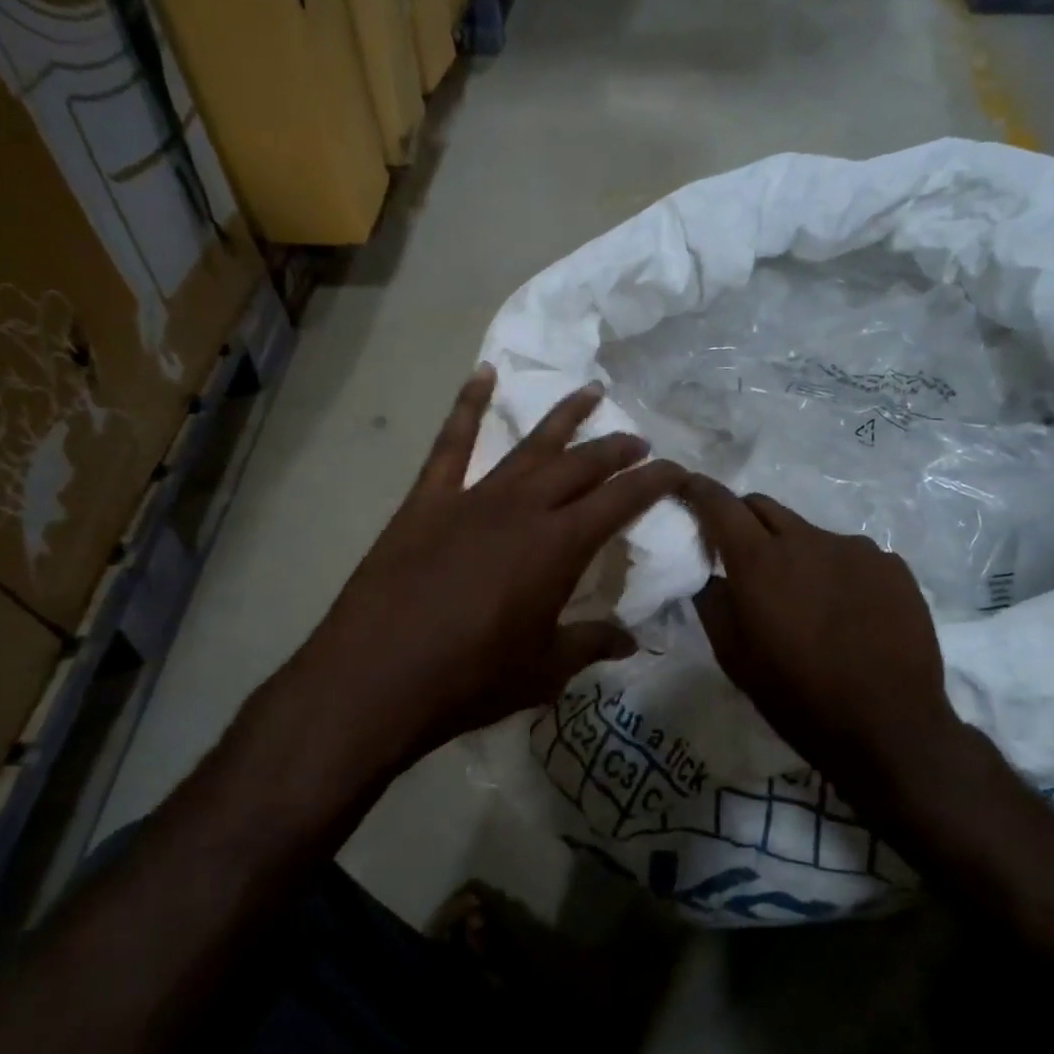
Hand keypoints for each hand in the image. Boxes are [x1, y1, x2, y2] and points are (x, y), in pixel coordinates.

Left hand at [283, 367, 685, 779]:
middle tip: (639, 441)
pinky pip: (451, 443)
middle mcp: (522, 509)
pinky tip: (483, 375)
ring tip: (591, 391)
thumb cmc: (470, 679)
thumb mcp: (543, 671)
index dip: (653, 482)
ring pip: (529, 445)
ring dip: (564, 417)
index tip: (676, 469)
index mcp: (558, 547)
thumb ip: (590, 644)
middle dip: (616, 449)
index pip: (620, 501)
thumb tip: (632, 642)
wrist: (376, 677)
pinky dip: (468, 405)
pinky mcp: (427, 500)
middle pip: (581, 465)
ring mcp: (472, 498)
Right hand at [679, 474, 993, 808]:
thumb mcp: (735, 658)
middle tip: (741, 555)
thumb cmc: (798, 697)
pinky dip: (836, 572)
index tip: (686, 487)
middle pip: (763, 506)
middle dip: (743, 520)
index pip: (720, 503)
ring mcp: (855, 549)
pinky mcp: (892, 566)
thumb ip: (712, 604)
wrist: (889, 727)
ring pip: (809, 534)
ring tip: (806, 601)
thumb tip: (707, 574)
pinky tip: (848, 613)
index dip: (698, 490)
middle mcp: (807, 539)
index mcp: (760, 560)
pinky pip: (850, 556)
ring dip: (794, 553)